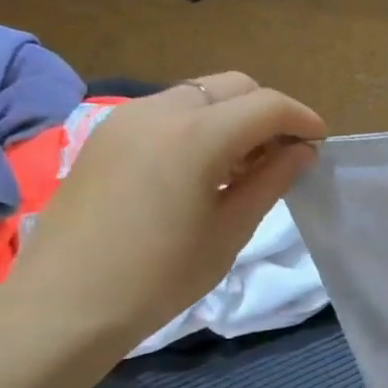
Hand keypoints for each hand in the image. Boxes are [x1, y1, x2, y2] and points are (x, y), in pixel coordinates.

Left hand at [12, 75, 323, 344]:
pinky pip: (168, 110)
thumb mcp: (231, 230)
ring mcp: (126, 118)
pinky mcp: (106, 134)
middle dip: (268, 112)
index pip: (267, 105)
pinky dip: (200, 124)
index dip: (302, 120)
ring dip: (233, 116)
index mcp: (195, 136)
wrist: (66, 302)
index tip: (320, 145)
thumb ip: (271, 180)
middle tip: (284, 155)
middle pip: (233, 86)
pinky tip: (204, 167)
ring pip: (199, 94)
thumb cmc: (161, 275)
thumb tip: (303, 152)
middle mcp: (159, 111)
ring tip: (245, 164)